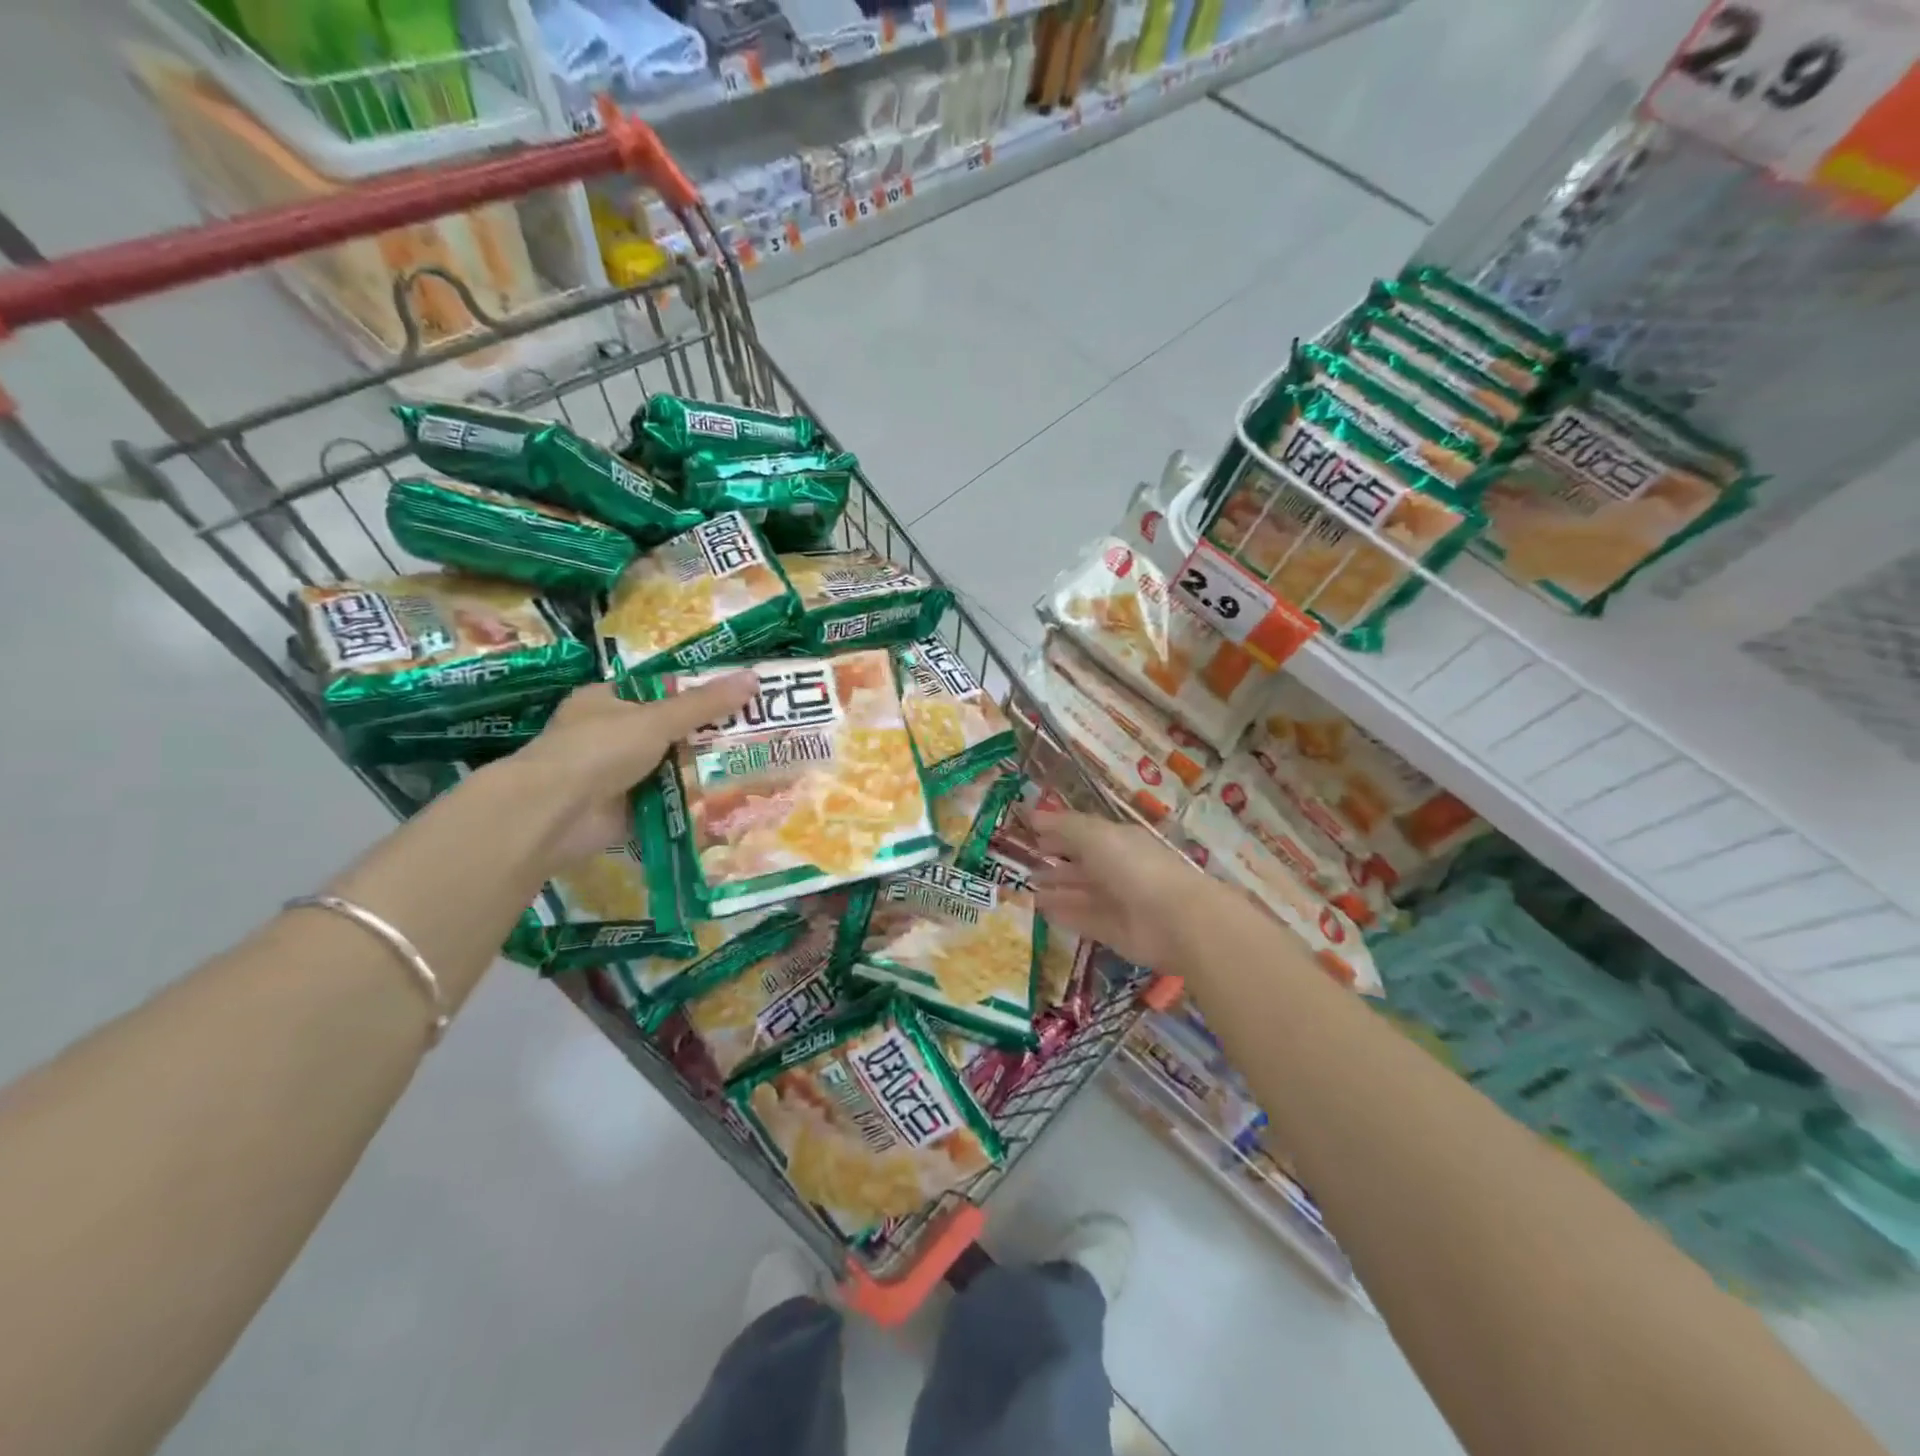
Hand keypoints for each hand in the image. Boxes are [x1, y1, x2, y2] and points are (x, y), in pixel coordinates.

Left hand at [508, 675, 756, 865]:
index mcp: (607, 701)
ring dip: (704, 770)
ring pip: (672, 767)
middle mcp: (611, 735)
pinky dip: (693, 802)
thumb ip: (704, 704)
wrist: (554, 814)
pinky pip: (669, 801)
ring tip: (755, 764)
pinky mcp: (628, 809)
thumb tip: (753, 679)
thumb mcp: (656, 719)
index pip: (659, 691)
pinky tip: (732, 799)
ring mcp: (618, 775)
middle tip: (756, 733)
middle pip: (670, 731)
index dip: (698, 693)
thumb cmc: (597, 750)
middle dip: (708, 735)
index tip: (738, 698)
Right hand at [1032, 811, 1211, 973]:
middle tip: (1024, 867)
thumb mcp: (1094, 835)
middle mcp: (1119, 869)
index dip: (1058, 833)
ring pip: (1081, 893)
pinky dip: (1064, 914)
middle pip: (1083, 865)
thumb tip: (1032, 815)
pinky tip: (1040, 911)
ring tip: (1026, 890)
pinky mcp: (1115, 932)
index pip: (1084, 834)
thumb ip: (1063, 826)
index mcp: (1118, 841)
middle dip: (1056, 864)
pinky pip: (1084, 919)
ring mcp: (1118, 901)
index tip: (1031, 835)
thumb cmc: (1132, 866)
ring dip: (1056, 890)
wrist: (1173, 919)